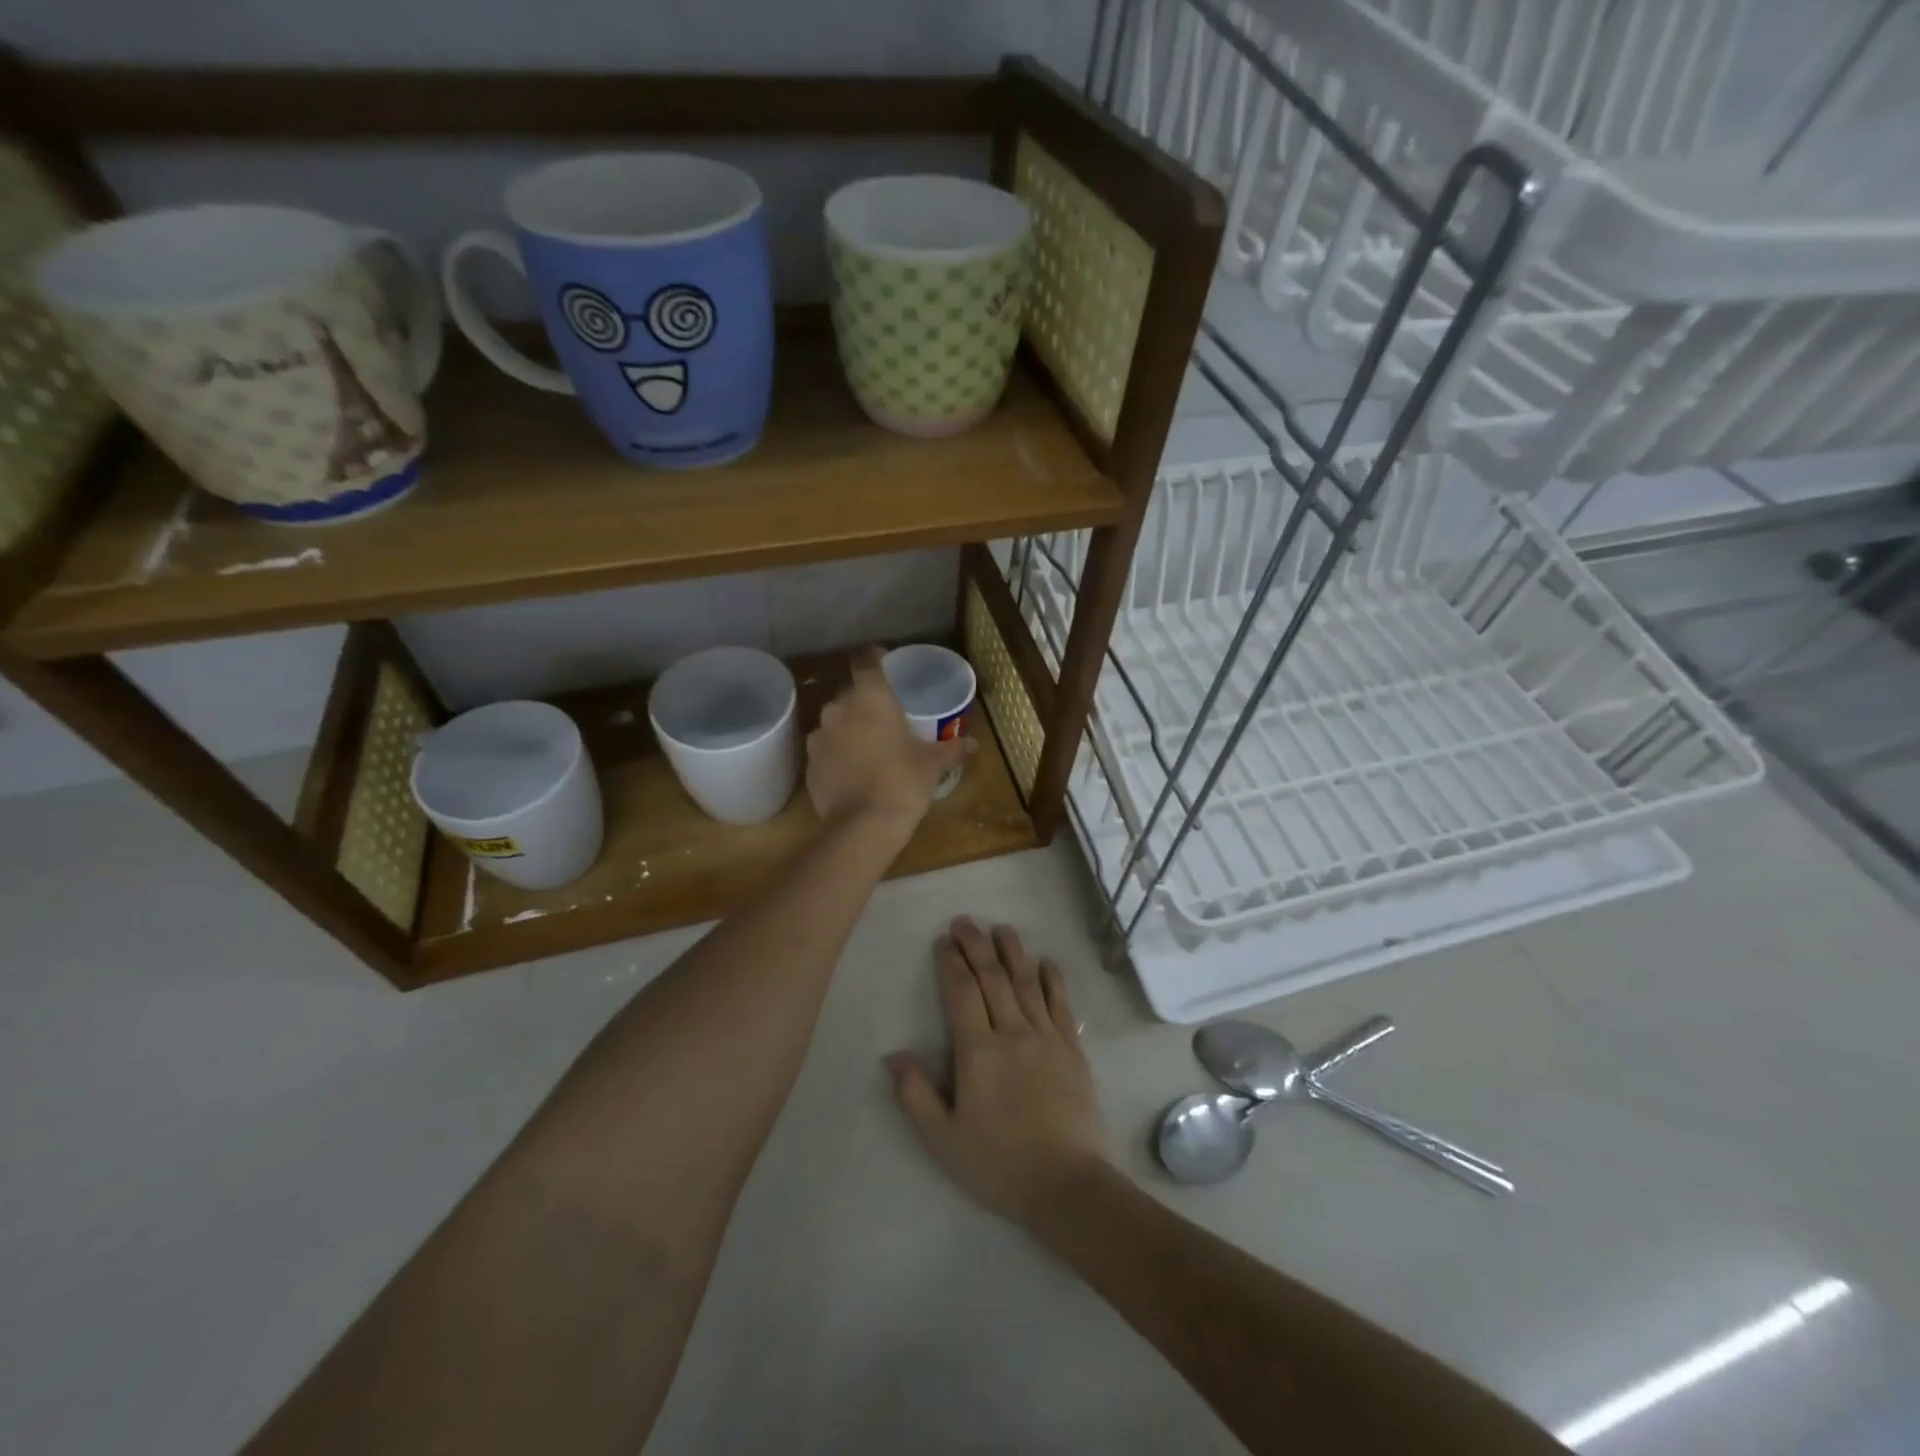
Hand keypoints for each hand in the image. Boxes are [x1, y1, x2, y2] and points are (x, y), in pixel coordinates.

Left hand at [806, 647, 971, 834]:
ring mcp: (819, 737)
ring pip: (835, 723)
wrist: (863, 827)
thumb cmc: (903, 783)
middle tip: (886, 718)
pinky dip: (838, 755)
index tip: (884, 661)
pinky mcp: (809, 765)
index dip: (874, 657)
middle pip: (850, 694)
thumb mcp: (933, 764)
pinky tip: (853, 773)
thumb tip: (973, 743)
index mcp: (871, 698)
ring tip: (869, 748)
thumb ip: (952, 749)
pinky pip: (826, 750)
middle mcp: (839, 709)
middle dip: (865, 703)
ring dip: (849, 729)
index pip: (866, 660)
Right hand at [887, 918, 1108, 1227]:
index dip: (951, 964)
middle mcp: (1012, 1033)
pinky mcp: (1072, 1049)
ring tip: (1002, 928)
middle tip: (966, 922)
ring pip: (1026, 983)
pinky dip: (1053, 980)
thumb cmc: (999, 1163)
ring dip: (1013, 952)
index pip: (962, 993)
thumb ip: (916, 1095)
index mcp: (978, 1051)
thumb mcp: (943, 1139)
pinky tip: (1047, 963)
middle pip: (992, 978)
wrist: (1067, 1185)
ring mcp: (1046, 1038)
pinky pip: (1061, 1005)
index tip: (944, 941)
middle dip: (976, 946)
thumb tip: (893, 1055)